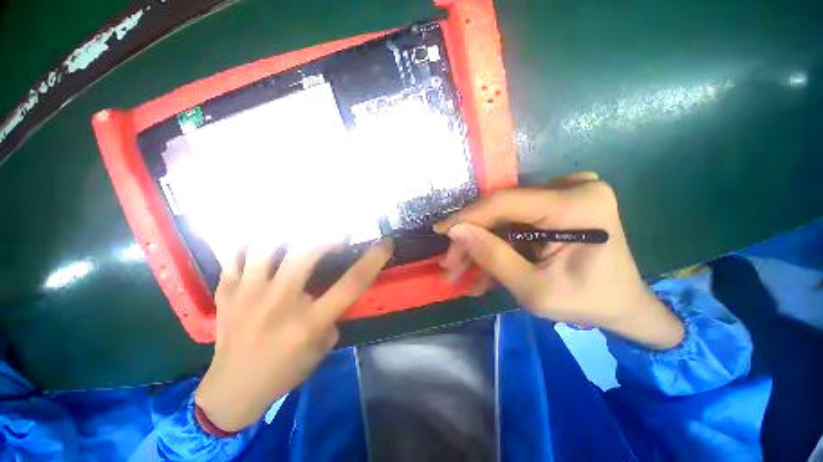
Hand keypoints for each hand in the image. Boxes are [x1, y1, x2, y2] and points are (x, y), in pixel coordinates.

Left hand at [194, 239, 393, 431]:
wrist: (231, 391)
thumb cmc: (284, 372)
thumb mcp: (321, 349)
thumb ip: (333, 315)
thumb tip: (335, 289)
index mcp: (309, 322)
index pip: (351, 284)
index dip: (373, 260)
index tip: (386, 243)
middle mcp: (280, 303)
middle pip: (306, 253)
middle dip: (328, 234)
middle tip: (339, 227)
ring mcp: (248, 294)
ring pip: (266, 246)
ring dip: (287, 231)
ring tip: (299, 224)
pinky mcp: (226, 293)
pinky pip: (235, 254)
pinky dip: (250, 240)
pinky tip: (261, 235)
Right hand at [434, 172, 683, 349]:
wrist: (623, 305)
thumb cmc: (587, 302)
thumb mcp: (534, 289)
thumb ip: (493, 257)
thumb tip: (456, 230)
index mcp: (576, 204)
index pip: (504, 203)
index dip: (467, 216)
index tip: (440, 230)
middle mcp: (572, 188)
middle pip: (501, 212)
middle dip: (472, 240)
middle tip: (451, 266)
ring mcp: (564, 194)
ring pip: (503, 220)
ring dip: (481, 247)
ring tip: (462, 274)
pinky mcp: (556, 204)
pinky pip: (514, 224)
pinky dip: (498, 246)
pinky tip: (484, 272)